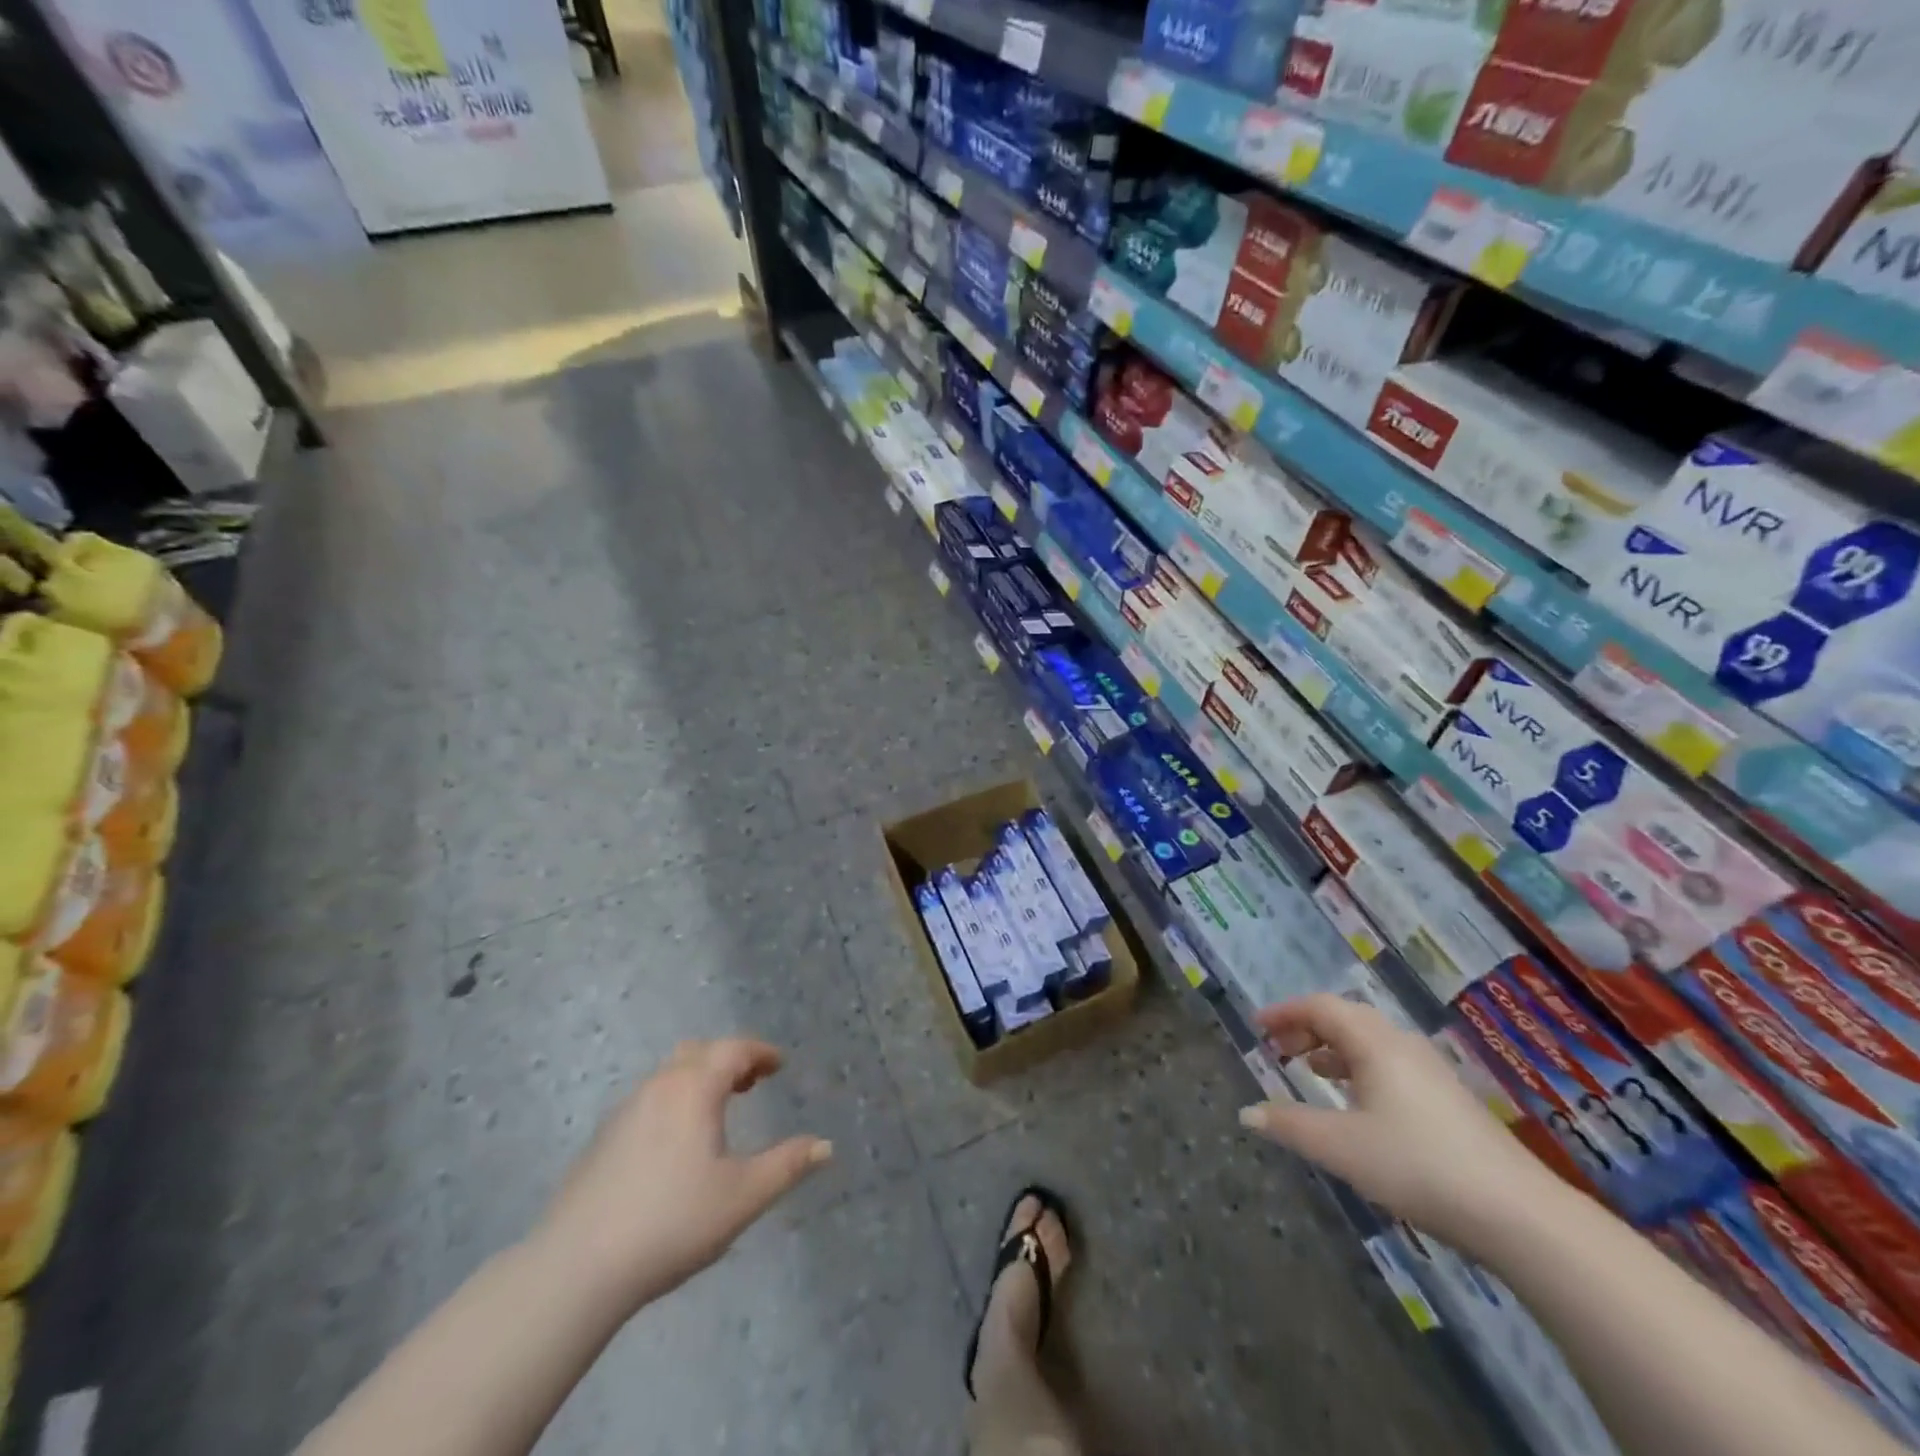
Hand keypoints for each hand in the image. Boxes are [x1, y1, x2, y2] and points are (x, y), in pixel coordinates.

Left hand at [533, 1038, 830, 1311]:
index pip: (734, 1050)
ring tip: (717, 1112)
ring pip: (669, 1075)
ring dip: (699, 1079)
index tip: (779, 1065)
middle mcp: (659, 1086)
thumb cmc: (671, 1223)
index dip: (761, 1053)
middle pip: (699, 1052)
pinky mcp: (602, 1140)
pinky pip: (649, 1100)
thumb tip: (825, 1145)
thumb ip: (787, 1166)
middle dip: (729, 1060)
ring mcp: (625, 1111)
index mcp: (694, 1088)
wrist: (576, 1268)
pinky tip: (675, 1145)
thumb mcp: (743, 1197)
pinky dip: (673, 1101)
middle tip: (751, 1083)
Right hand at [1238, 995, 1556, 1251]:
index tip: (1257, 1027)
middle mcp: (1402, 1046)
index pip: (1321, 1007)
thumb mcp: (1341, 1147)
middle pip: (1346, 1018)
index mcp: (1375, 1043)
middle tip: (1278, 1050)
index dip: (1285, 1012)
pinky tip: (1357, 1103)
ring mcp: (1431, 1072)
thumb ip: (1290, 1125)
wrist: (1519, 1215)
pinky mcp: (1448, 1100)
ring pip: (1370, 1042)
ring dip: (1333, 1048)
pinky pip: (1390, 1064)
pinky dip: (1359, 1068)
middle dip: (1306, 1028)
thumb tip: (1247, 1113)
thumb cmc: (1418, 1166)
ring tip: (1310, 1070)